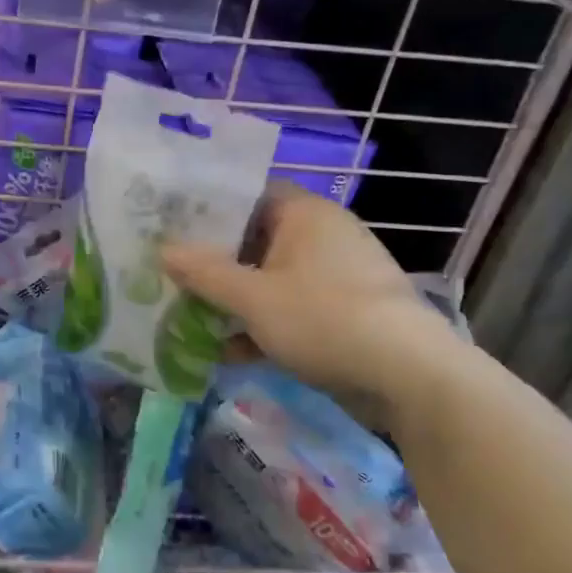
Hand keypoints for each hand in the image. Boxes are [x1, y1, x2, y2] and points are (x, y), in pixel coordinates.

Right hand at [160, 183, 460, 425]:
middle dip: (214, 262)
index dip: (208, 208)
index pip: (248, 195)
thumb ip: (204, 273)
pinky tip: (225, 353)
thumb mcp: (253, 298)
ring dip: (234, 299)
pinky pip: (291, 310)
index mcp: (304, 214)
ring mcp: (335, 277)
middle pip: (255, 240)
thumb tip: (163, 250)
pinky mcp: (344, 314)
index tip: (172, 225)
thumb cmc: (323, 318)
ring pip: (271, 280)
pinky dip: (262, 326)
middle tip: (171, 273)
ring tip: (187, 315)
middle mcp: (322, 236)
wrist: (408, 377)